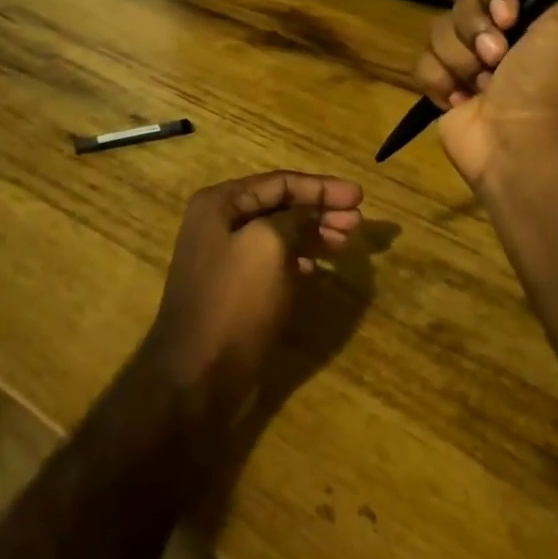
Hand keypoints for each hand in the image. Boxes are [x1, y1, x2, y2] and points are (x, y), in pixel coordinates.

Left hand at [144, 170, 362, 420]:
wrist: (197, 376)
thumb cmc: (235, 300)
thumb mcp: (270, 245)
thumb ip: (295, 218)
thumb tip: (310, 213)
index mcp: (220, 204)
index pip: (281, 182)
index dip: (323, 187)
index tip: (360, 196)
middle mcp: (219, 224)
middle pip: (281, 207)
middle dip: (321, 210)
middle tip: (358, 223)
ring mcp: (224, 259)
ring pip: (279, 235)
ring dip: (314, 234)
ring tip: (346, 242)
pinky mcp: (234, 290)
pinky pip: (272, 263)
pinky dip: (297, 260)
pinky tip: (316, 270)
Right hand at [411, 0, 557, 189]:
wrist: (524, 141)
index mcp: (539, 14)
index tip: (511, 17)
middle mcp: (505, 34)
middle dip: (476, 27)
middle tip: (498, 57)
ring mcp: (471, 62)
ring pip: (439, 29)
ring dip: (460, 58)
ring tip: (483, 86)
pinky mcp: (445, 88)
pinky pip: (422, 62)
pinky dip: (439, 81)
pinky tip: (461, 100)